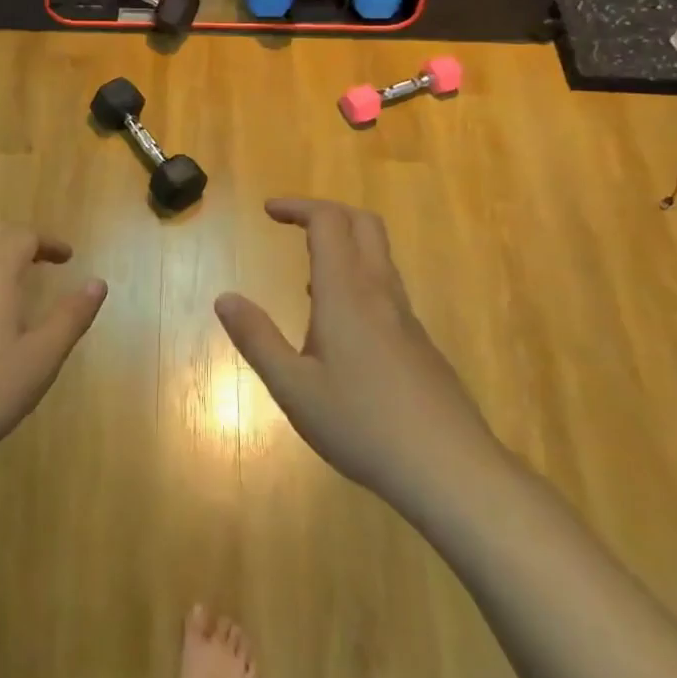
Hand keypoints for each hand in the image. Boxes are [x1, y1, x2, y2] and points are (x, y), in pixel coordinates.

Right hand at [215, 199, 503, 511]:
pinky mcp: (420, 344)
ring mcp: (406, 318)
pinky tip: (339, 325)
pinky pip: (386, 289)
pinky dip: (358, 278)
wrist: (451, 470)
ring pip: (379, 256)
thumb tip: (225, 298)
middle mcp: (379, 293)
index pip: (327, 222)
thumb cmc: (363, 425)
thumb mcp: (294, 388)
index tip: (268, 211)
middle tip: (293, 224)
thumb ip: (257, 339)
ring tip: (308, 273)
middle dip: (326, 213)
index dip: (297, 207)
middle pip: (363, 224)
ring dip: (344, 245)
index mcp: (346, 293)